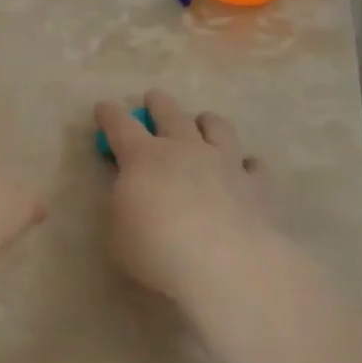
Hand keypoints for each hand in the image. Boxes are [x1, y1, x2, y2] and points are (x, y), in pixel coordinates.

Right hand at [94, 90, 293, 312]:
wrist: (225, 265)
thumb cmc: (156, 250)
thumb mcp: (117, 231)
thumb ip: (122, 204)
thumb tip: (130, 191)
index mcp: (143, 158)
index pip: (120, 126)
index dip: (109, 114)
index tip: (103, 107)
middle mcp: (185, 150)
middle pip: (171, 115)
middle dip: (158, 103)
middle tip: (152, 97)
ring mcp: (225, 164)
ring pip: (218, 129)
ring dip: (207, 121)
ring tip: (204, 120)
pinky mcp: (258, 185)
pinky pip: (254, 166)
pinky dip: (247, 164)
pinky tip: (246, 168)